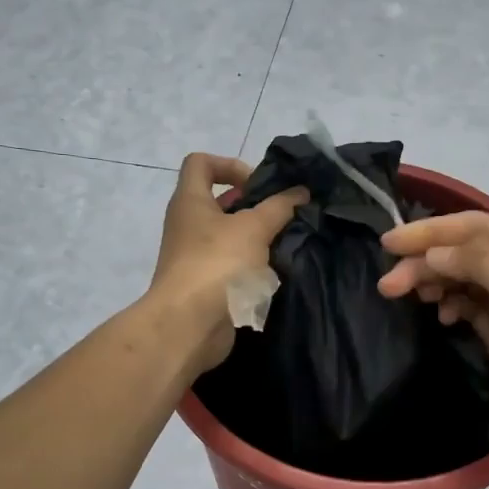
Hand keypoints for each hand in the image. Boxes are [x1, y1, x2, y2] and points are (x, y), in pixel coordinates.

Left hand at [149, 153, 308, 372]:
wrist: (189, 325)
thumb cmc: (217, 263)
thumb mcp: (254, 228)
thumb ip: (279, 207)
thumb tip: (300, 191)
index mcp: (190, 201)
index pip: (200, 163)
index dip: (230, 164)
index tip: (258, 184)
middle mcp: (187, 225)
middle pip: (219, 201)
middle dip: (252, 205)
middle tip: (280, 214)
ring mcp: (194, 257)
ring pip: (229, 235)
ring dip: (256, 237)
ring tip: (284, 242)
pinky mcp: (205, 284)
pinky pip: (231, 264)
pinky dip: (251, 264)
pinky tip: (274, 271)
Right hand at [377, 213, 488, 460]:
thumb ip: (481, 264)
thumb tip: (433, 252)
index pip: (475, 228)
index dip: (430, 232)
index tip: (389, 243)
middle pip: (463, 252)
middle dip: (424, 263)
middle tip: (388, 285)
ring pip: (461, 278)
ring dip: (431, 282)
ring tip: (401, 296)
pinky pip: (466, 304)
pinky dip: (448, 304)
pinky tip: (440, 315)